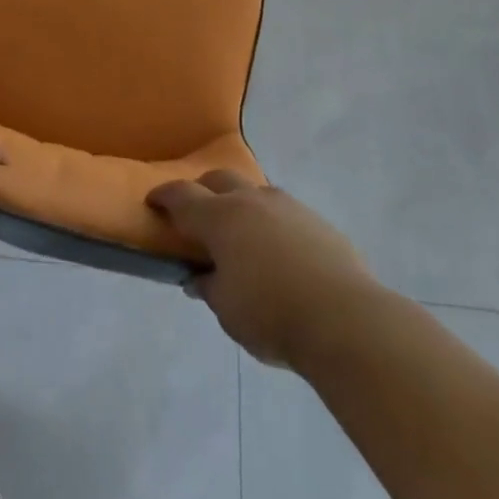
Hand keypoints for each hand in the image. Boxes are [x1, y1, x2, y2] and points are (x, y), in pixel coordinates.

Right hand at [148, 172, 376, 367]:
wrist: (345, 318)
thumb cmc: (272, 315)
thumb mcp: (227, 310)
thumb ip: (209, 286)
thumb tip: (198, 276)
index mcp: (221, 218)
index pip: (182, 196)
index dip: (164, 196)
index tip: (153, 201)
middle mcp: (251, 200)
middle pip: (219, 179)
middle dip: (202, 190)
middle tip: (196, 214)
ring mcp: (287, 206)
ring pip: (254, 191)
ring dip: (240, 204)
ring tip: (240, 233)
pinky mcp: (316, 220)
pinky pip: (283, 211)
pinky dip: (270, 222)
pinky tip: (277, 251)